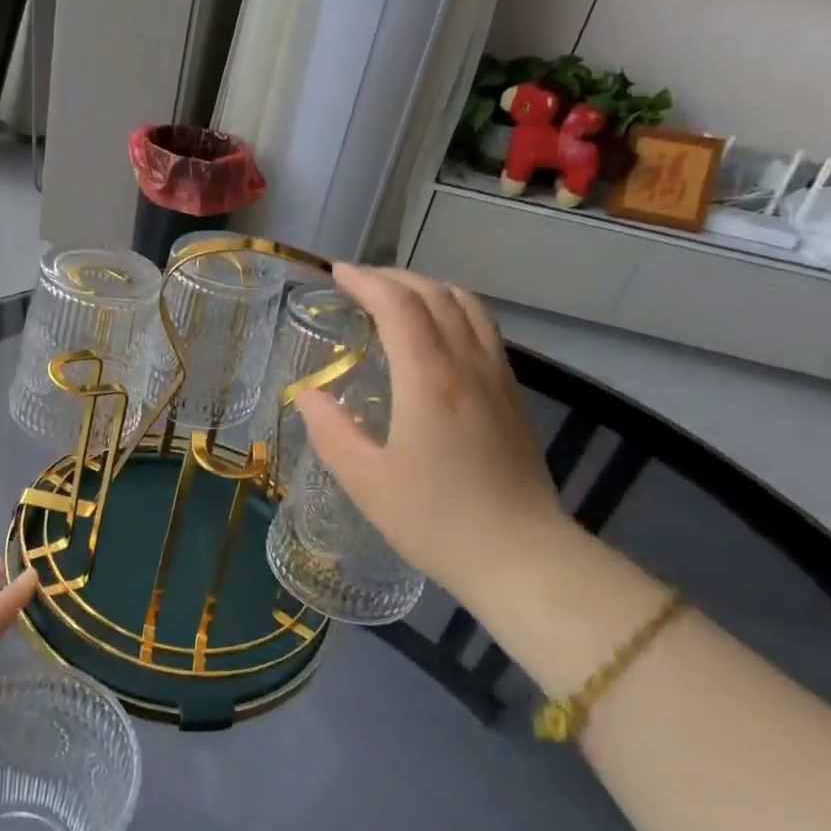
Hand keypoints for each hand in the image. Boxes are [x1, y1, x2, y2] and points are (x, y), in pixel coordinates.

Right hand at [297, 264, 570, 607]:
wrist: (521, 556)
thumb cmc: (435, 520)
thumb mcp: (365, 481)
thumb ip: (331, 431)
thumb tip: (309, 395)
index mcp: (428, 379)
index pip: (399, 305)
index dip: (366, 281)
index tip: (337, 274)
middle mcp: (468, 365)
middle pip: (436, 294)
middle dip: (395, 278)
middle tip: (360, 283)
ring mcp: (498, 378)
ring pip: (469, 307)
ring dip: (429, 289)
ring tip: (398, 299)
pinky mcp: (514, 397)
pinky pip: (484, 331)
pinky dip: (454, 312)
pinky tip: (437, 336)